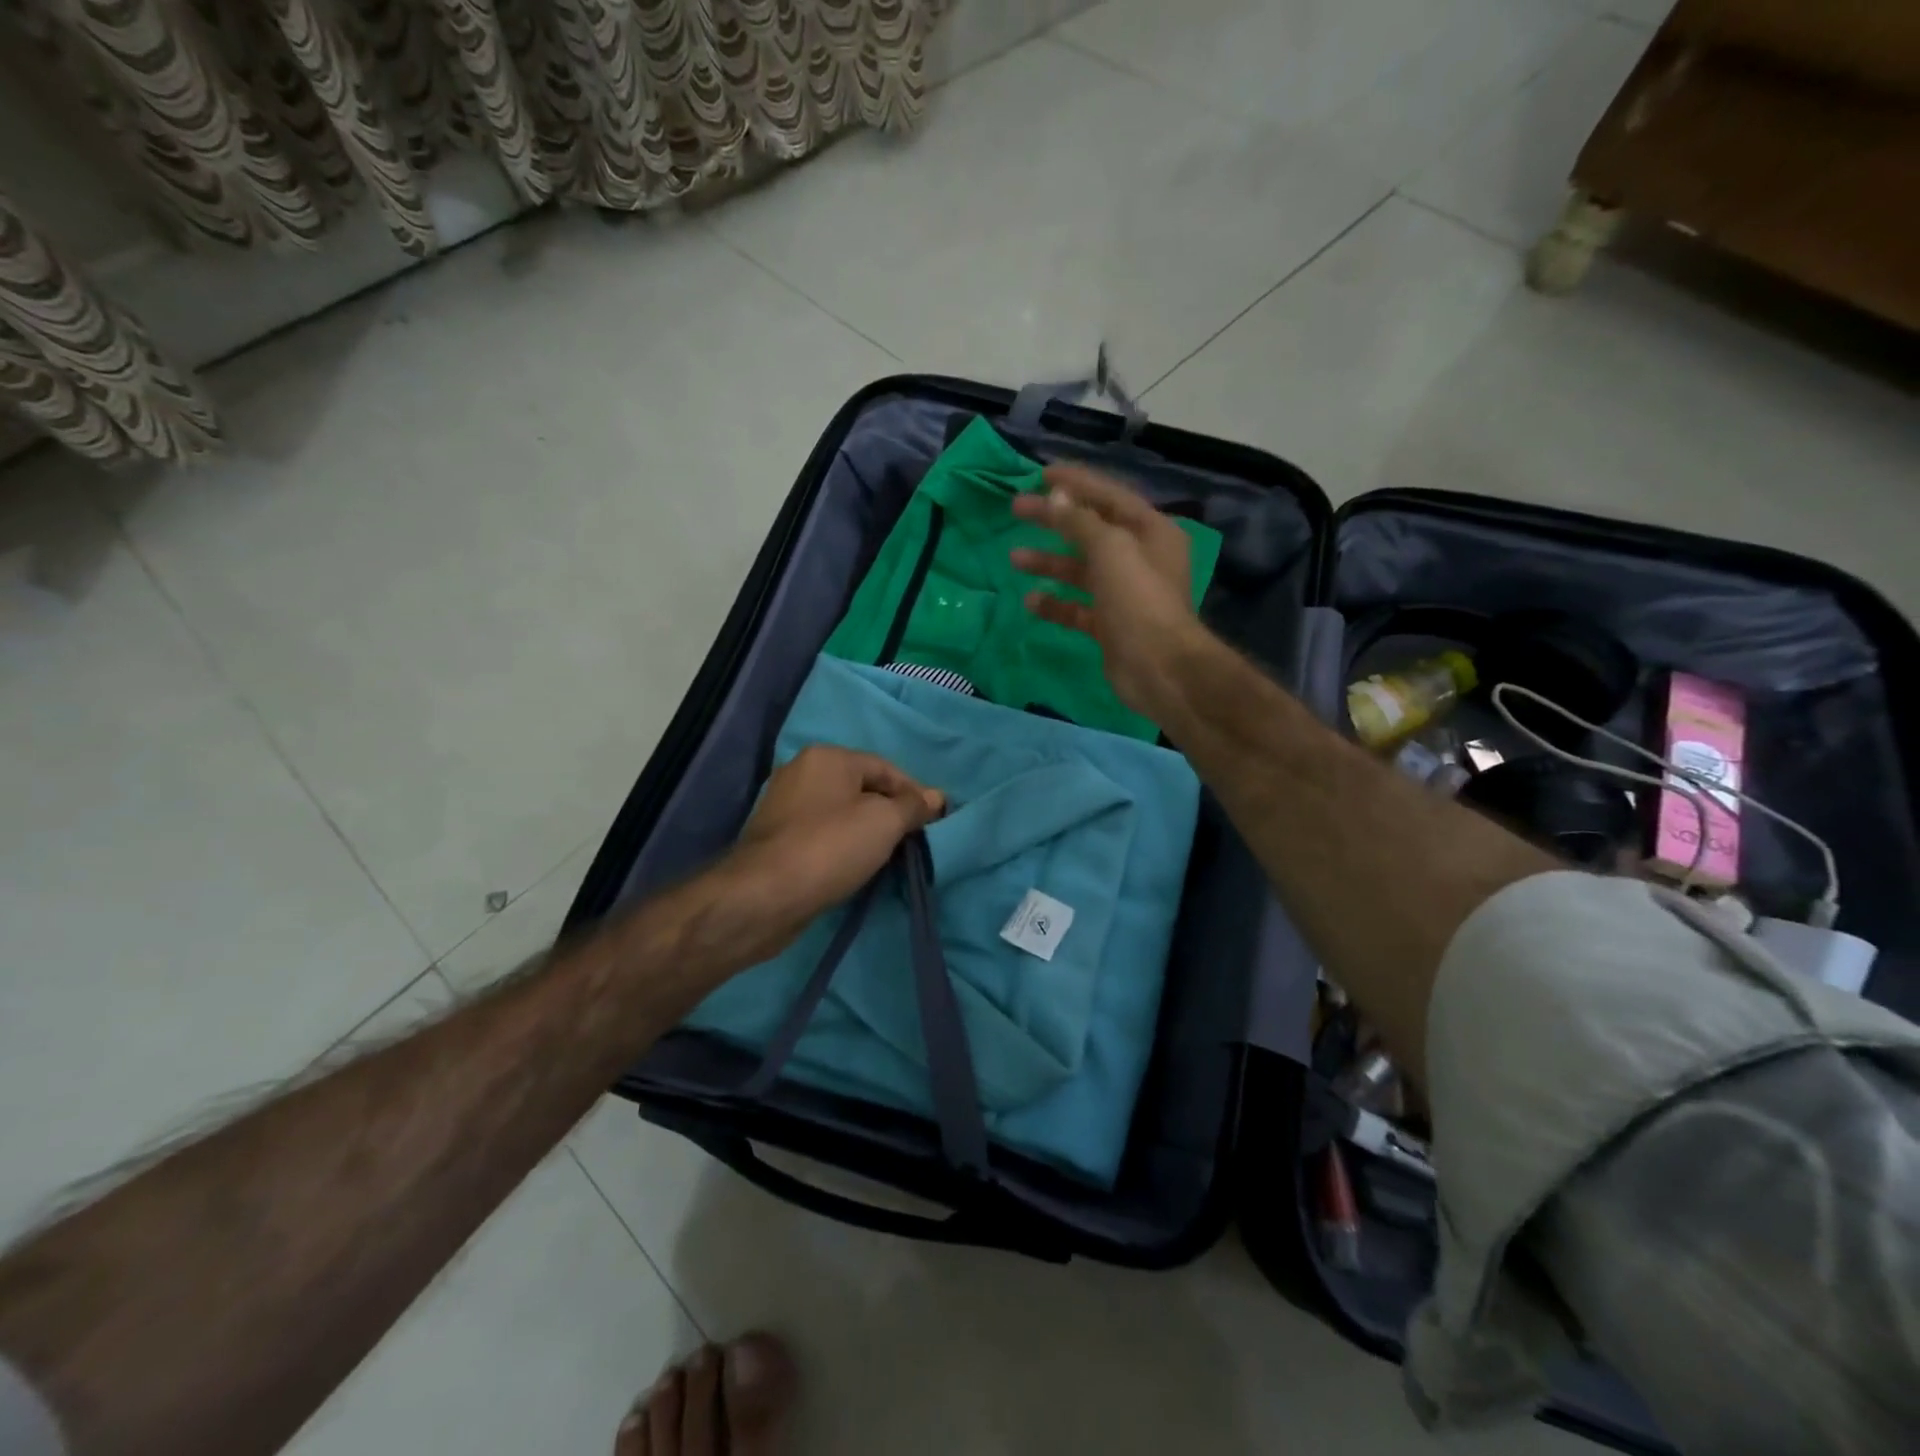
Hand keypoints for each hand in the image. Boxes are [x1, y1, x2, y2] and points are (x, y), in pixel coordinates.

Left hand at [714, 746, 945, 963]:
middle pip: (862, 788)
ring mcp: (785, 806)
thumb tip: (937, 797)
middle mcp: (802, 772)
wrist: (763, 897)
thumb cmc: (829, 848)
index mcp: (827, 757)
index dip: (914, 793)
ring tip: (890, 857)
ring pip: (842, 813)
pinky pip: (823, 835)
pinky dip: (844, 846)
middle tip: (914, 840)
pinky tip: (857, 867)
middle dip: (891, 812)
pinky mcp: (776, 839)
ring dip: (868, 832)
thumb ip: (913, 807)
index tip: (935, 822)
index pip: (885, 768)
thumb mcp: (884, 822)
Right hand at [1009, 462, 1203, 716]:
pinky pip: (1077, 607)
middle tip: (1017, 509)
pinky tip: (1030, 602)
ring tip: (1015, 559)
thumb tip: (1056, 497)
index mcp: (1150, 531)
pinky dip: (1055, 603)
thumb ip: (1081, 522)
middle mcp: (1139, 558)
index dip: (1076, 482)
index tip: (1041, 474)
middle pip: (1090, 531)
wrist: (1159, 668)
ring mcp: (1124, 594)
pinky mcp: (1110, 625)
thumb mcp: (1111, 549)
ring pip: (1080, 570)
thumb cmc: (1139, 600)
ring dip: (1049, 563)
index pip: (1109, 496)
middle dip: (1054, 520)